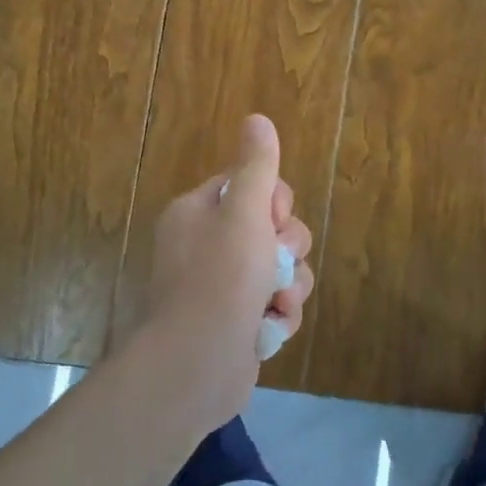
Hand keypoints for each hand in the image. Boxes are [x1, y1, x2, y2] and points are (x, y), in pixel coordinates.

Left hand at [137, 114, 314, 430]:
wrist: (195, 367)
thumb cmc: (221, 279)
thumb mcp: (244, 213)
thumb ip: (256, 167)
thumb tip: (257, 119)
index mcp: (198, 213)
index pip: (250, 186)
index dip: (273, 202)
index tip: (272, 220)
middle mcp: (205, 245)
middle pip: (270, 227)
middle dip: (287, 247)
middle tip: (281, 264)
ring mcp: (220, 287)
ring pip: (280, 268)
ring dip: (290, 284)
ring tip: (278, 303)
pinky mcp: (235, 322)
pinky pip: (274, 303)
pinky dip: (279, 314)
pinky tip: (271, 327)